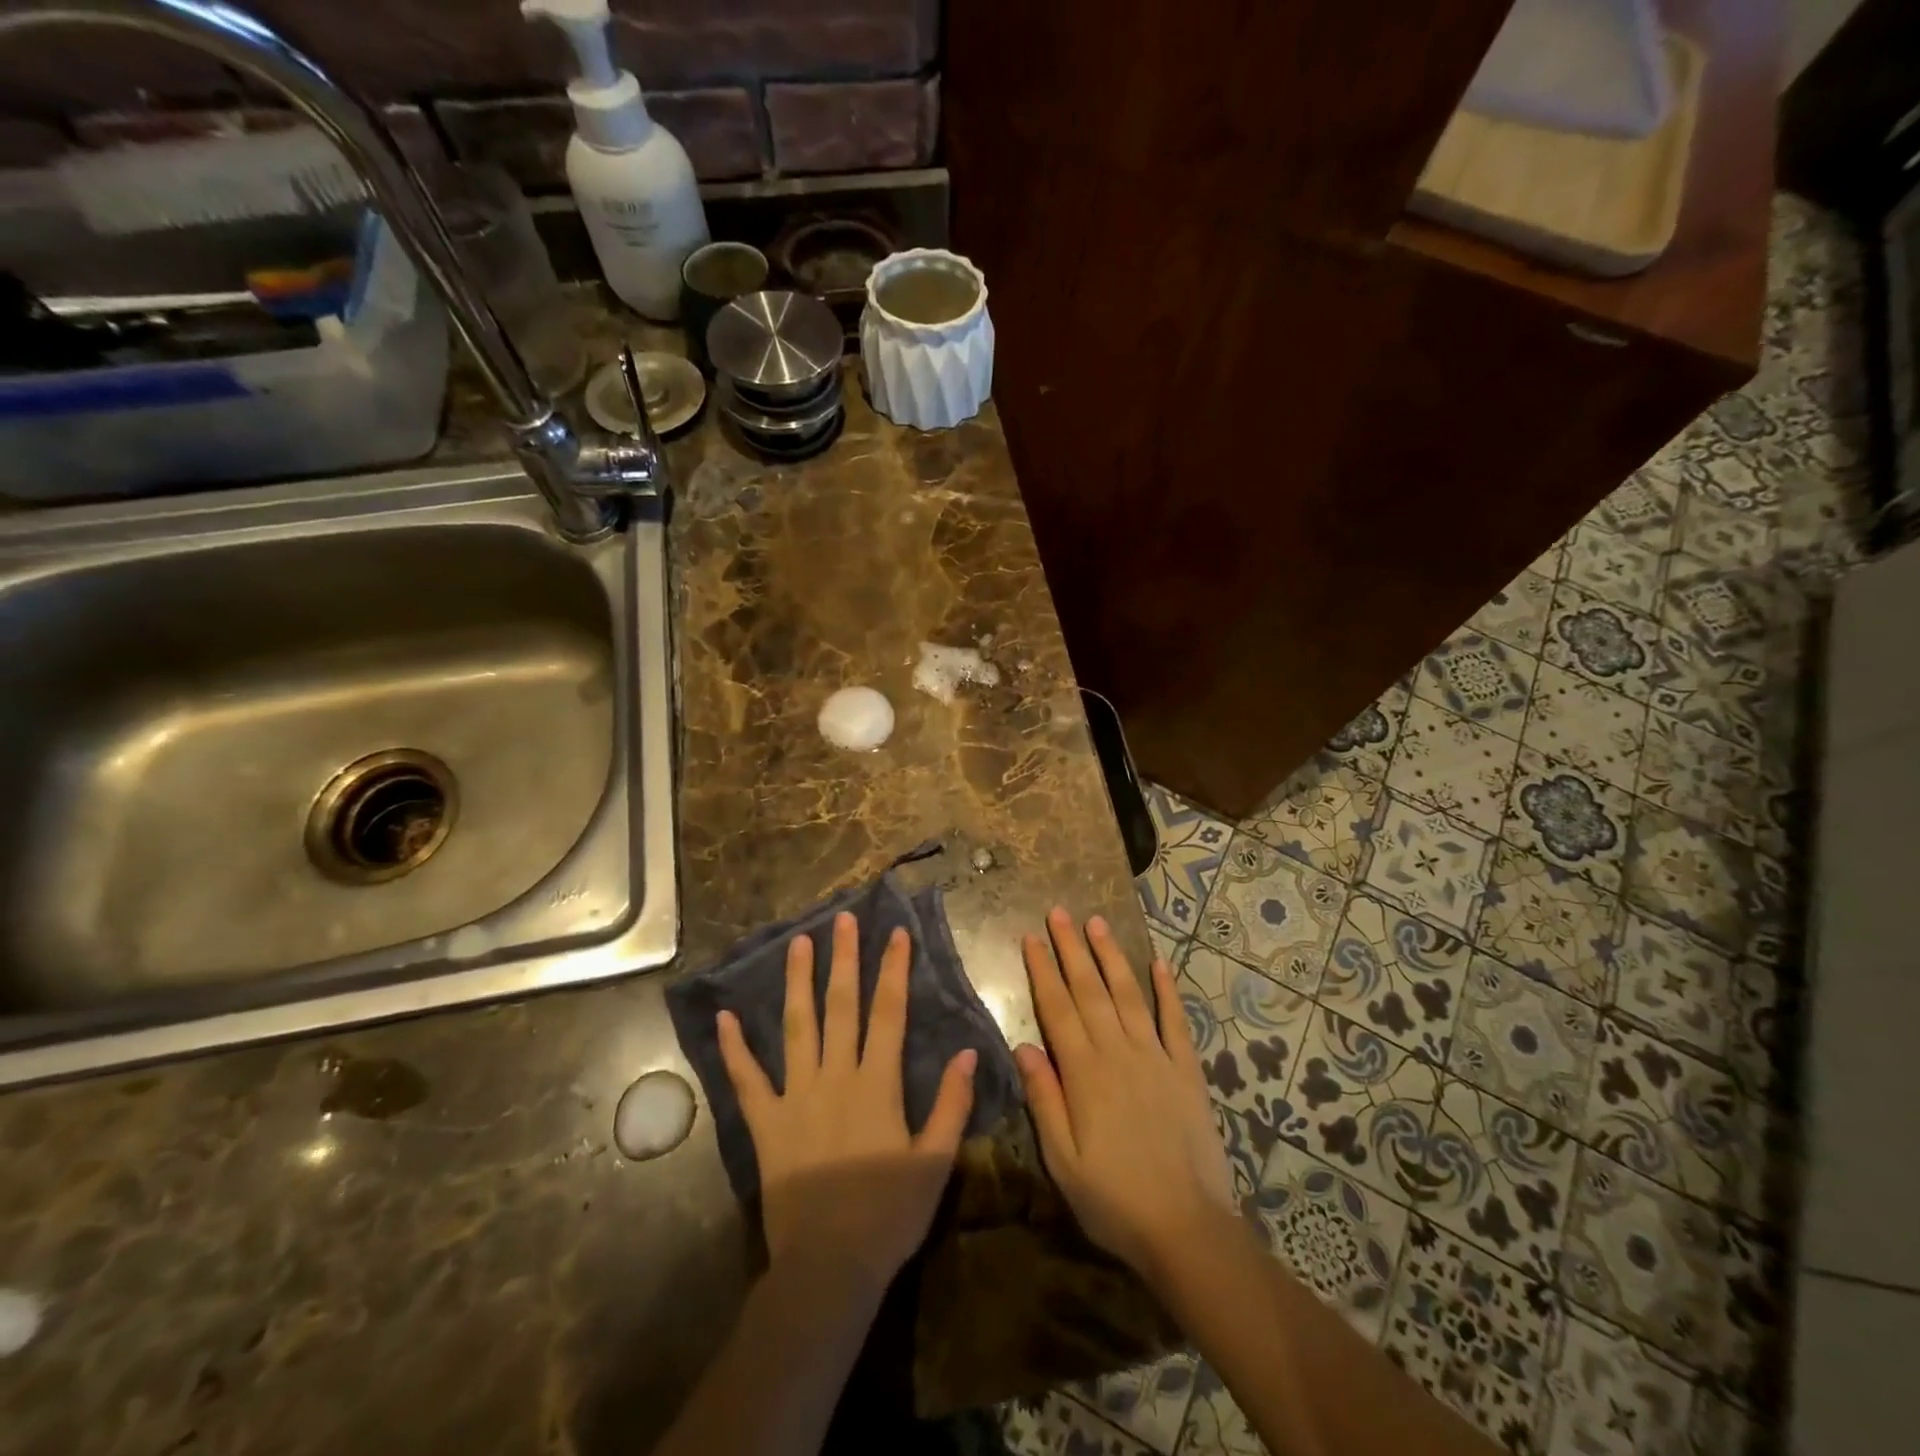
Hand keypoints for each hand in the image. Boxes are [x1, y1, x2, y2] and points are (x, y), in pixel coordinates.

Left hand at [717, 911, 977, 1294]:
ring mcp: (795, 1096)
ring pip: (796, 1028)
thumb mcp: (935, 1161)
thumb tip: (966, 1051)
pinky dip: (734, 1049)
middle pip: (840, 1006)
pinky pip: (747, 1080)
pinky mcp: (765, 1124)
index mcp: (877, 1083)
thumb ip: (951, 1104)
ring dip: (797, 983)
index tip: (895, 933)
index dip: (893, 970)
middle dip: (844, 959)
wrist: (829, 1266)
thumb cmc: (889, 1213)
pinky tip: (724, 1018)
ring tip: (797, 943)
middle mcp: (835, 1076)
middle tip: (842, 919)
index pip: (888, 1013)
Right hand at [1015, 908, 1235, 1282]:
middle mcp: (1118, 1052)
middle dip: (1072, 948)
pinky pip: (1175, 1021)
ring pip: (1128, 995)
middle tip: (1059, 912)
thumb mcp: (1062, 1160)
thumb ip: (1043, 1098)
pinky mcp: (1186, 1070)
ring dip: (1111, 956)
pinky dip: (1168, 990)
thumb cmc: (1114, 1200)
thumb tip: (1022, 1045)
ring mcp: (1156, 1057)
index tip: (1031, 937)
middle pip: (1090, 989)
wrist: (1187, 1228)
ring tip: (1097, 922)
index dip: (1042, 970)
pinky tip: (1160, 963)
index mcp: (1084, 1072)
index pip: (1057, 1008)